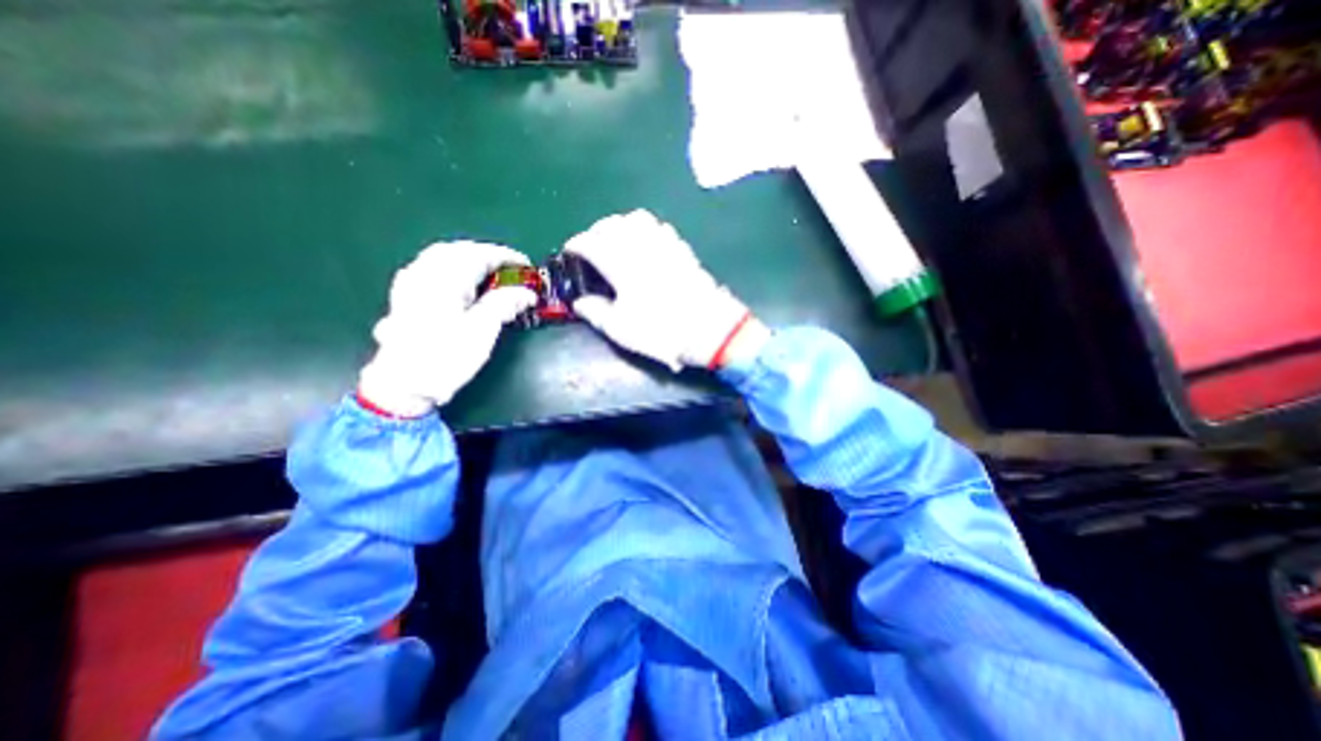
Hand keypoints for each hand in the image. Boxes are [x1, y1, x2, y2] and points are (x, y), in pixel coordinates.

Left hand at [356, 244, 534, 416]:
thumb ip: (504, 304)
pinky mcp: (405, 297)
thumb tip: (528, 293)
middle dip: (487, 255)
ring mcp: (410, 284)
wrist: (403, 385)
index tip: (527, 266)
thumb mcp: (482, 330)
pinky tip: (460, 282)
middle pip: (459, 250)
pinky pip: (431, 269)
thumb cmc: (445, 356)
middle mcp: (424, 273)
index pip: (479, 254)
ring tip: (491, 273)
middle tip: (511, 269)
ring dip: (469, 260)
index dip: (506, 257)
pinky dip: (453, 269)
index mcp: (444, 278)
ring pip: (443, 257)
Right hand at [562, 207, 771, 370]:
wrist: (707, 328)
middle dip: (596, 231)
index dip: (576, 244)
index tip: (570, 252)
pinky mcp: (682, 250)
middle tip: (591, 246)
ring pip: (637, 219)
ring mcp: (665, 244)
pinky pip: (660, 227)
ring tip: (617, 242)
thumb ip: (596, 312)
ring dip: (621, 225)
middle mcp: (641, 245)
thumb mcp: (621, 329)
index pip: (590, 241)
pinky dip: (646, 229)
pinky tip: (646, 245)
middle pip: (612, 224)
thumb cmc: (660, 330)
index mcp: (620, 263)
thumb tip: (580, 303)